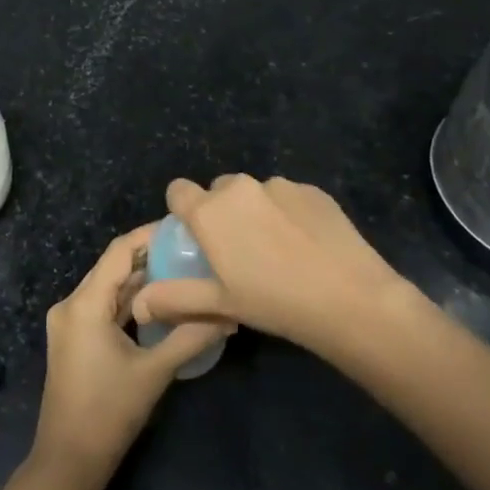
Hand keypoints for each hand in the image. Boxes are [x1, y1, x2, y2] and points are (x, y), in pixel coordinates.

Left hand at [30, 225, 228, 480]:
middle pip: (113, 266)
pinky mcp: (75, 338)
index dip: (150, 234)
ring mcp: (70, 322)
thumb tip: (228, 313)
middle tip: (190, 247)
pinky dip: (130, 301)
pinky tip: (161, 300)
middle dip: (150, 255)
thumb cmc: (109, 413)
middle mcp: (71, 304)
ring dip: (141, 278)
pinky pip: (104, 306)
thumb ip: (191, 336)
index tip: (183, 226)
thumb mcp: (155, 371)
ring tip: (182, 267)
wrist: (68, 462)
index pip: (119, 251)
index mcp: (84, 304)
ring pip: (109, 287)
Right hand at [131, 176, 408, 354]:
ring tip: (279, 252)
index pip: (178, 190)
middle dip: (222, 213)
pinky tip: (307, 246)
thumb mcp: (218, 304)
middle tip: (239, 252)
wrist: (350, 298)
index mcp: (210, 211)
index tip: (197, 238)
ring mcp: (280, 185)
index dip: (183, 210)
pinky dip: (289, 214)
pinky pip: (288, 197)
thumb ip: (173, 298)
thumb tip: (139, 304)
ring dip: (256, 212)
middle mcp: (240, 188)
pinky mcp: (313, 190)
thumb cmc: (274, 302)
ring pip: (255, 194)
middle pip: (219, 191)